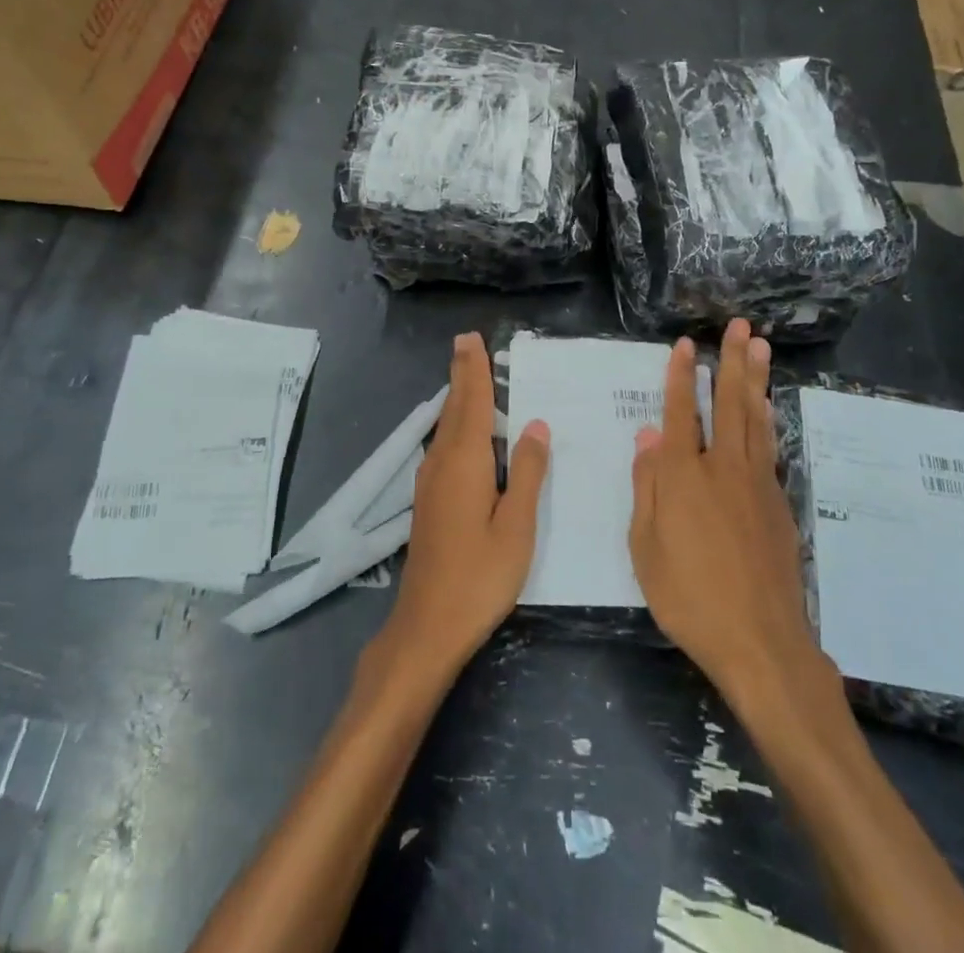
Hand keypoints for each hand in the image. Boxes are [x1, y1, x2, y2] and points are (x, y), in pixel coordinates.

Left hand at [373, 333, 550, 689]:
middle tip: (467, 343)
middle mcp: (442, 463)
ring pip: (446, 427)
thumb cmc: (480, 576)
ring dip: (458, 398)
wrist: (428, 624)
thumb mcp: (516, 527)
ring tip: (469, 375)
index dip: (473, 370)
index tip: (471, 339)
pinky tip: (463, 431)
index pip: (471, 403)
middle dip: (462, 375)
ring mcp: (430, 482)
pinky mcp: (428, 500)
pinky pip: (444, 445)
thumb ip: (527, 473)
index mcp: (465, 463)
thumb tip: (536, 425)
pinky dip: (455, 423)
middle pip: (454, 409)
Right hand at [629, 319, 842, 715]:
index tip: (686, 344)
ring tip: (761, 348)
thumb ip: (648, 486)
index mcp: (683, 477)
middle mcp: (723, 468)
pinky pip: (769, 447)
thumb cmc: (689, 597)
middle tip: (741, 326)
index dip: (680, 376)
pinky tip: (766, 409)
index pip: (680, 413)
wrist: (761, 641)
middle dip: (732, 361)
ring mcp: (757, 484)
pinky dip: (766, 419)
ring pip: (756, 419)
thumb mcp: (646, 548)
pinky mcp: (778, 503)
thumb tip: (648, 436)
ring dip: (756, 380)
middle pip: (728, 403)